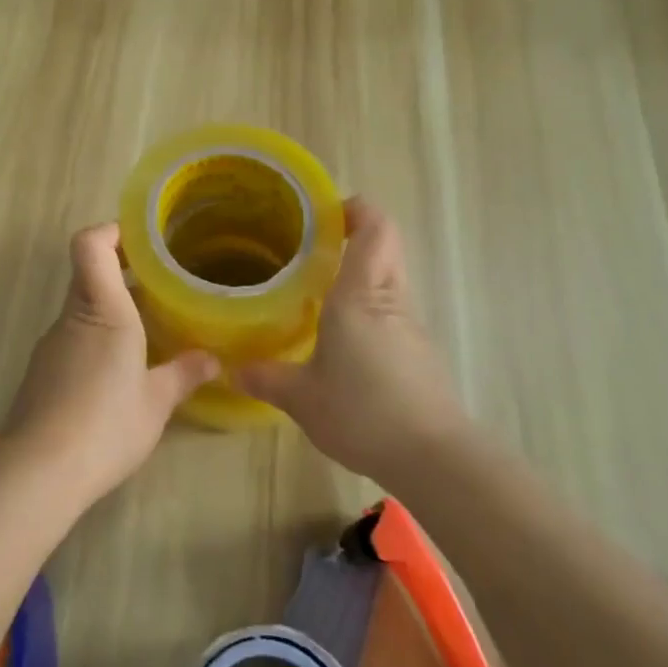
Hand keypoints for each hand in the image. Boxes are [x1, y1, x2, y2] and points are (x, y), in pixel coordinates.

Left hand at [3, 223, 219, 506]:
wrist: (39, 470)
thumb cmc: (107, 424)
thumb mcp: (157, 401)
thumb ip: (184, 373)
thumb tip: (213, 359)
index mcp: (103, 309)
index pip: (90, 244)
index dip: (111, 232)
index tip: (142, 241)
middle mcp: (72, 317)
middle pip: (88, 274)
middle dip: (123, 273)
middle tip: (161, 287)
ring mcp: (51, 344)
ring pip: (82, 309)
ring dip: (111, 310)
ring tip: (147, 332)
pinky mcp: (41, 372)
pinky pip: (73, 339)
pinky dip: (96, 340)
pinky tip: (117, 373)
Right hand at [235, 198, 469, 483]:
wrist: (434, 457)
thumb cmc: (363, 413)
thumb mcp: (302, 397)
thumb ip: (267, 378)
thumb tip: (233, 369)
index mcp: (359, 295)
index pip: (375, 228)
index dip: (356, 209)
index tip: (324, 213)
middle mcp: (389, 299)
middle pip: (386, 245)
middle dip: (356, 235)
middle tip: (312, 247)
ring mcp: (409, 325)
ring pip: (389, 277)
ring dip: (361, 272)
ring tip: (318, 289)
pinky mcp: (418, 351)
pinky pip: (391, 309)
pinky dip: (368, 305)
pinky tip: (341, 335)